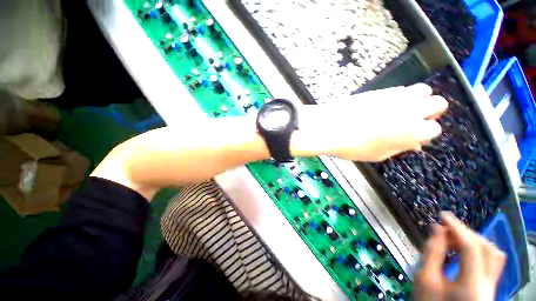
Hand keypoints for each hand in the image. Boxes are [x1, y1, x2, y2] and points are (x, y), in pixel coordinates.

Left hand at [298, 84, 447, 161]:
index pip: (435, 129)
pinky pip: (401, 88)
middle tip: (415, 119)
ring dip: (419, 99)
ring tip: (403, 109)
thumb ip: (398, 147)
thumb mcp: (377, 155)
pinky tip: (388, 103)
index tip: (414, 136)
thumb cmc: (352, 147)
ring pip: (424, 90)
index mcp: (413, 132)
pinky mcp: (382, 90)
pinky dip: (401, 95)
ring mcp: (397, 97)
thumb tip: (411, 143)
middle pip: (438, 103)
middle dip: (431, 112)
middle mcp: (411, 110)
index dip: (424, 133)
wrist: (330, 127)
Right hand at [415, 212, 505, 300]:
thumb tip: (437, 228)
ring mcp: (491, 286)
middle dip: (466, 234)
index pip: (471, 248)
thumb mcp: (424, 278)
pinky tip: (463, 250)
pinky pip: (491, 262)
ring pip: (493, 255)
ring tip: (454, 239)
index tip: (442, 215)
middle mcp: (487, 285)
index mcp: (471, 286)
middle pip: (487, 249)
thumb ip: (432, 251)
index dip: (457, 228)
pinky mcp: (488, 286)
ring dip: (474, 241)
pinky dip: (478, 250)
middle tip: (446, 229)